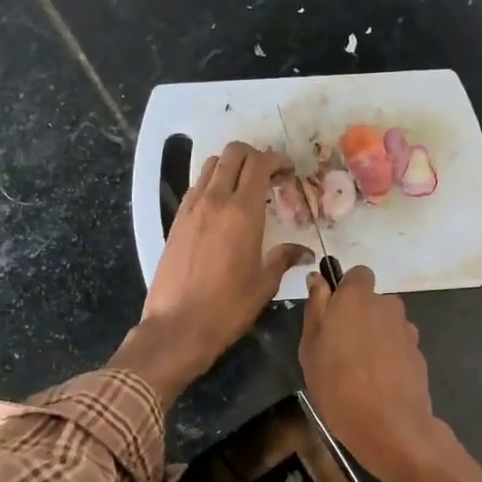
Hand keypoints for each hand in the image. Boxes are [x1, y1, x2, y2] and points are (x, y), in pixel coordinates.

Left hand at [113, 142, 310, 405]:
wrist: (177, 327)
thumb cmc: (228, 307)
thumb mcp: (264, 283)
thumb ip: (284, 258)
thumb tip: (306, 253)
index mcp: (242, 212)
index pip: (259, 164)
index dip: (277, 160)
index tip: (289, 171)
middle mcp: (214, 201)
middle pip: (232, 154)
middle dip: (254, 155)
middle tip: (269, 174)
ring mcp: (191, 209)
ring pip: (211, 166)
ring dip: (231, 166)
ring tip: (246, 187)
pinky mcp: (176, 221)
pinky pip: (196, 187)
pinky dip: (213, 184)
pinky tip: (223, 207)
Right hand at [300, 266, 481, 481]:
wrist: (391, 428)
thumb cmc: (338, 386)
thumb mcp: (311, 348)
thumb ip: (316, 308)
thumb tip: (319, 279)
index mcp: (358, 297)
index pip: (358, 274)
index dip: (346, 289)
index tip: (332, 313)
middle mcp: (387, 305)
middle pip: (373, 301)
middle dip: (359, 316)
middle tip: (339, 348)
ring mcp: (407, 331)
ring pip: (386, 324)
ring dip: (375, 337)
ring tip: (359, 371)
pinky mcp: (419, 355)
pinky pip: (398, 347)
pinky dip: (389, 358)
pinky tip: (378, 384)